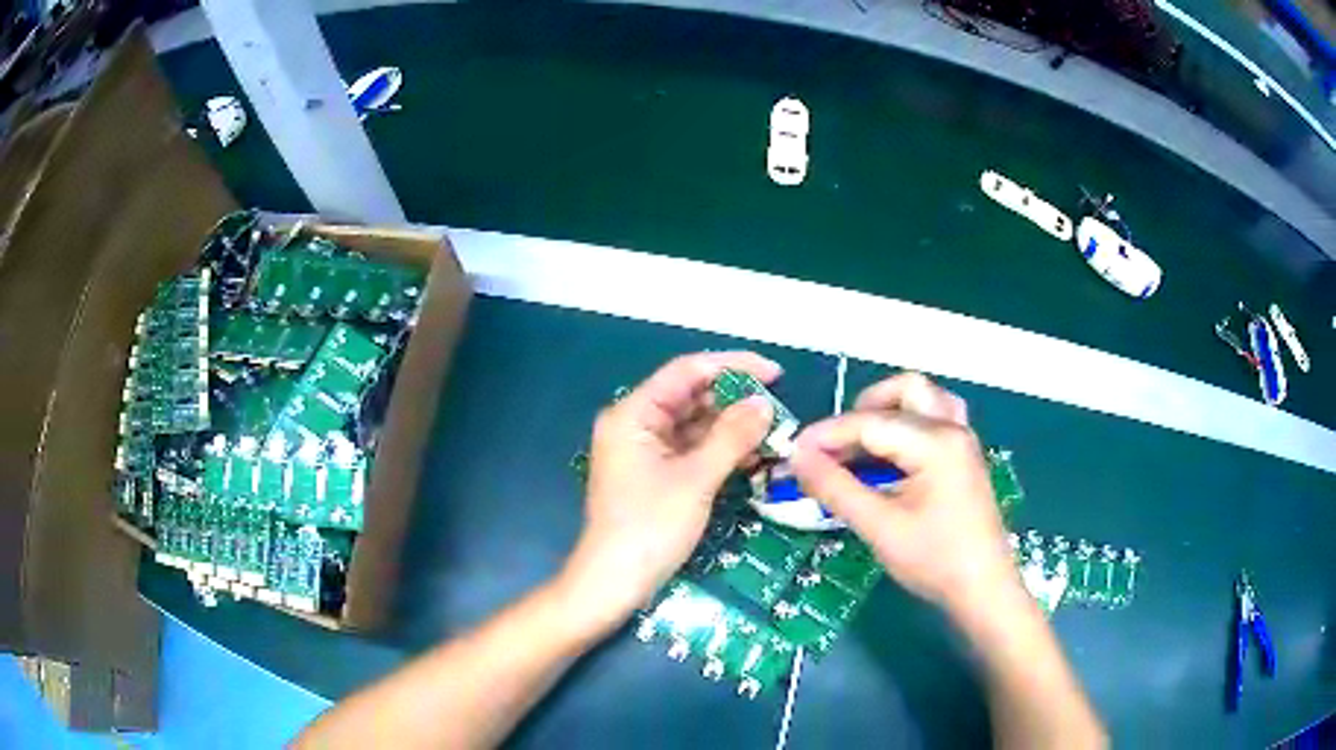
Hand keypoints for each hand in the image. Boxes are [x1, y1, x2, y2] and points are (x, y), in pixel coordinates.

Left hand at [558, 352, 778, 630]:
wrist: (614, 583)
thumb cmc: (650, 527)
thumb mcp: (696, 479)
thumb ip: (732, 436)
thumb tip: (765, 403)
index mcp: (633, 414)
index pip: (687, 371)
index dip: (734, 366)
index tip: (775, 374)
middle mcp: (636, 424)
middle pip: (691, 396)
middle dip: (736, 401)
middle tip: (780, 410)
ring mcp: (644, 451)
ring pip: (695, 425)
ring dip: (732, 428)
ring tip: (774, 434)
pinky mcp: (654, 474)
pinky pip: (692, 450)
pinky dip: (720, 451)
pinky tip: (752, 457)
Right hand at [789, 373, 1020, 616]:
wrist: (983, 590)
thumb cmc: (934, 560)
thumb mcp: (879, 527)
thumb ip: (836, 487)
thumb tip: (797, 457)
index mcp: (935, 442)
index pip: (869, 423)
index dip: (827, 435)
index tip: (793, 452)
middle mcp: (952, 428)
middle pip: (904, 391)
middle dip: (862, 411)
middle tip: (834, 449)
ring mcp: (963, 440)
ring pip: (924, 399)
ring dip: (889, 411)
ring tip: (864, 446)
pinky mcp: (964, 457)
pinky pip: (935, 419)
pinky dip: (908, 426)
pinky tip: (893, 458)